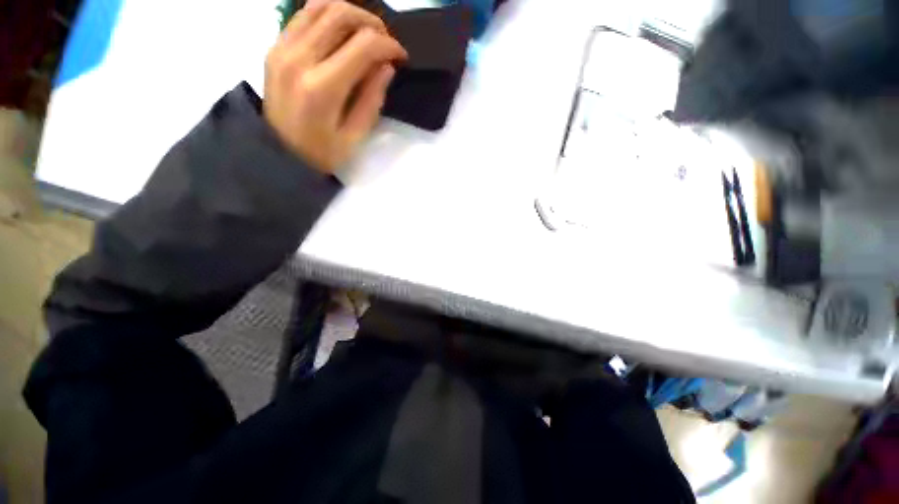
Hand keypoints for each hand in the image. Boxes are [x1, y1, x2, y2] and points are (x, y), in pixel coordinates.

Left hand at [264, 0, 407, 172]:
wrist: (279, 154)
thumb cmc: (321, 153)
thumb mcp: (354, 137)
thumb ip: (372, 100)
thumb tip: (387, 67)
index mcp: (322, 88)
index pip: (363, 45)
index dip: (389, 45)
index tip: (401, 57)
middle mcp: (299, 58)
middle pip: (341, 14)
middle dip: (373, 24)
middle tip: (386, 44)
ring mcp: (282, 47)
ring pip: (321, 5)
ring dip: (350, 14)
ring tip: (365, 35)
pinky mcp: (275, 46)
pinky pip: (303, 14)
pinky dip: (327, 16)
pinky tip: (340, 34)